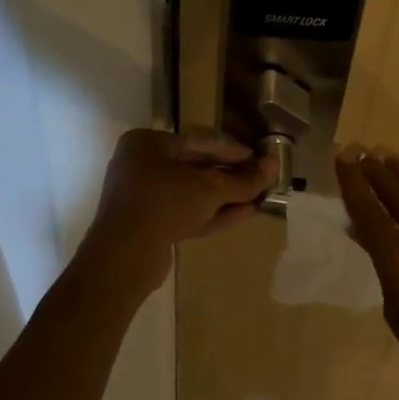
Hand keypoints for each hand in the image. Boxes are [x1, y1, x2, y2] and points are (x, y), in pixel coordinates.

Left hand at [80, 129, 274, 295]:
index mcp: (147, 144)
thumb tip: (274, 166)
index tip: (259, 157)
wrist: (124, 257)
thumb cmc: (164, 203)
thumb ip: (243, 179)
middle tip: (261, 179)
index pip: (199, 143)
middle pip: (196, 169)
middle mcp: (141, 166)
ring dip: (226, 197)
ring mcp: (143, 198)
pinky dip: (213, 214)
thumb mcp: (209, 188)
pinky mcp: (149, 226)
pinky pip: (186, 213)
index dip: (232, 151)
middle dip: (230, 177)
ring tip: (259, 198)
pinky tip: (245, 214)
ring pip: (192, 194)